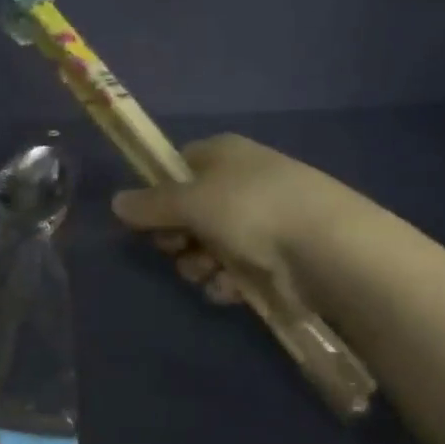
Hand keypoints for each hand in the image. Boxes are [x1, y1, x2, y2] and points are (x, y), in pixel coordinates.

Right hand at [111, 135, 391, 306]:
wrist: (329, 249)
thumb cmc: (251, 210)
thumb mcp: (190, 201)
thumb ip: (150, 205)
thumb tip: (115, 202)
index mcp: (224, 153)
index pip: (179, 165)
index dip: (159, 192)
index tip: (147, 218)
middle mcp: (243, 180)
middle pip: (191, 210)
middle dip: (178, 237)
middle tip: (177, 250)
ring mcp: (264, 218)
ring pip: (211, 243)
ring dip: (200, 263)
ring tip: (208, 274)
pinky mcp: (280, 255)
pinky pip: (238, 267)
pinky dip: (228, 280)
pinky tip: (231, 290)